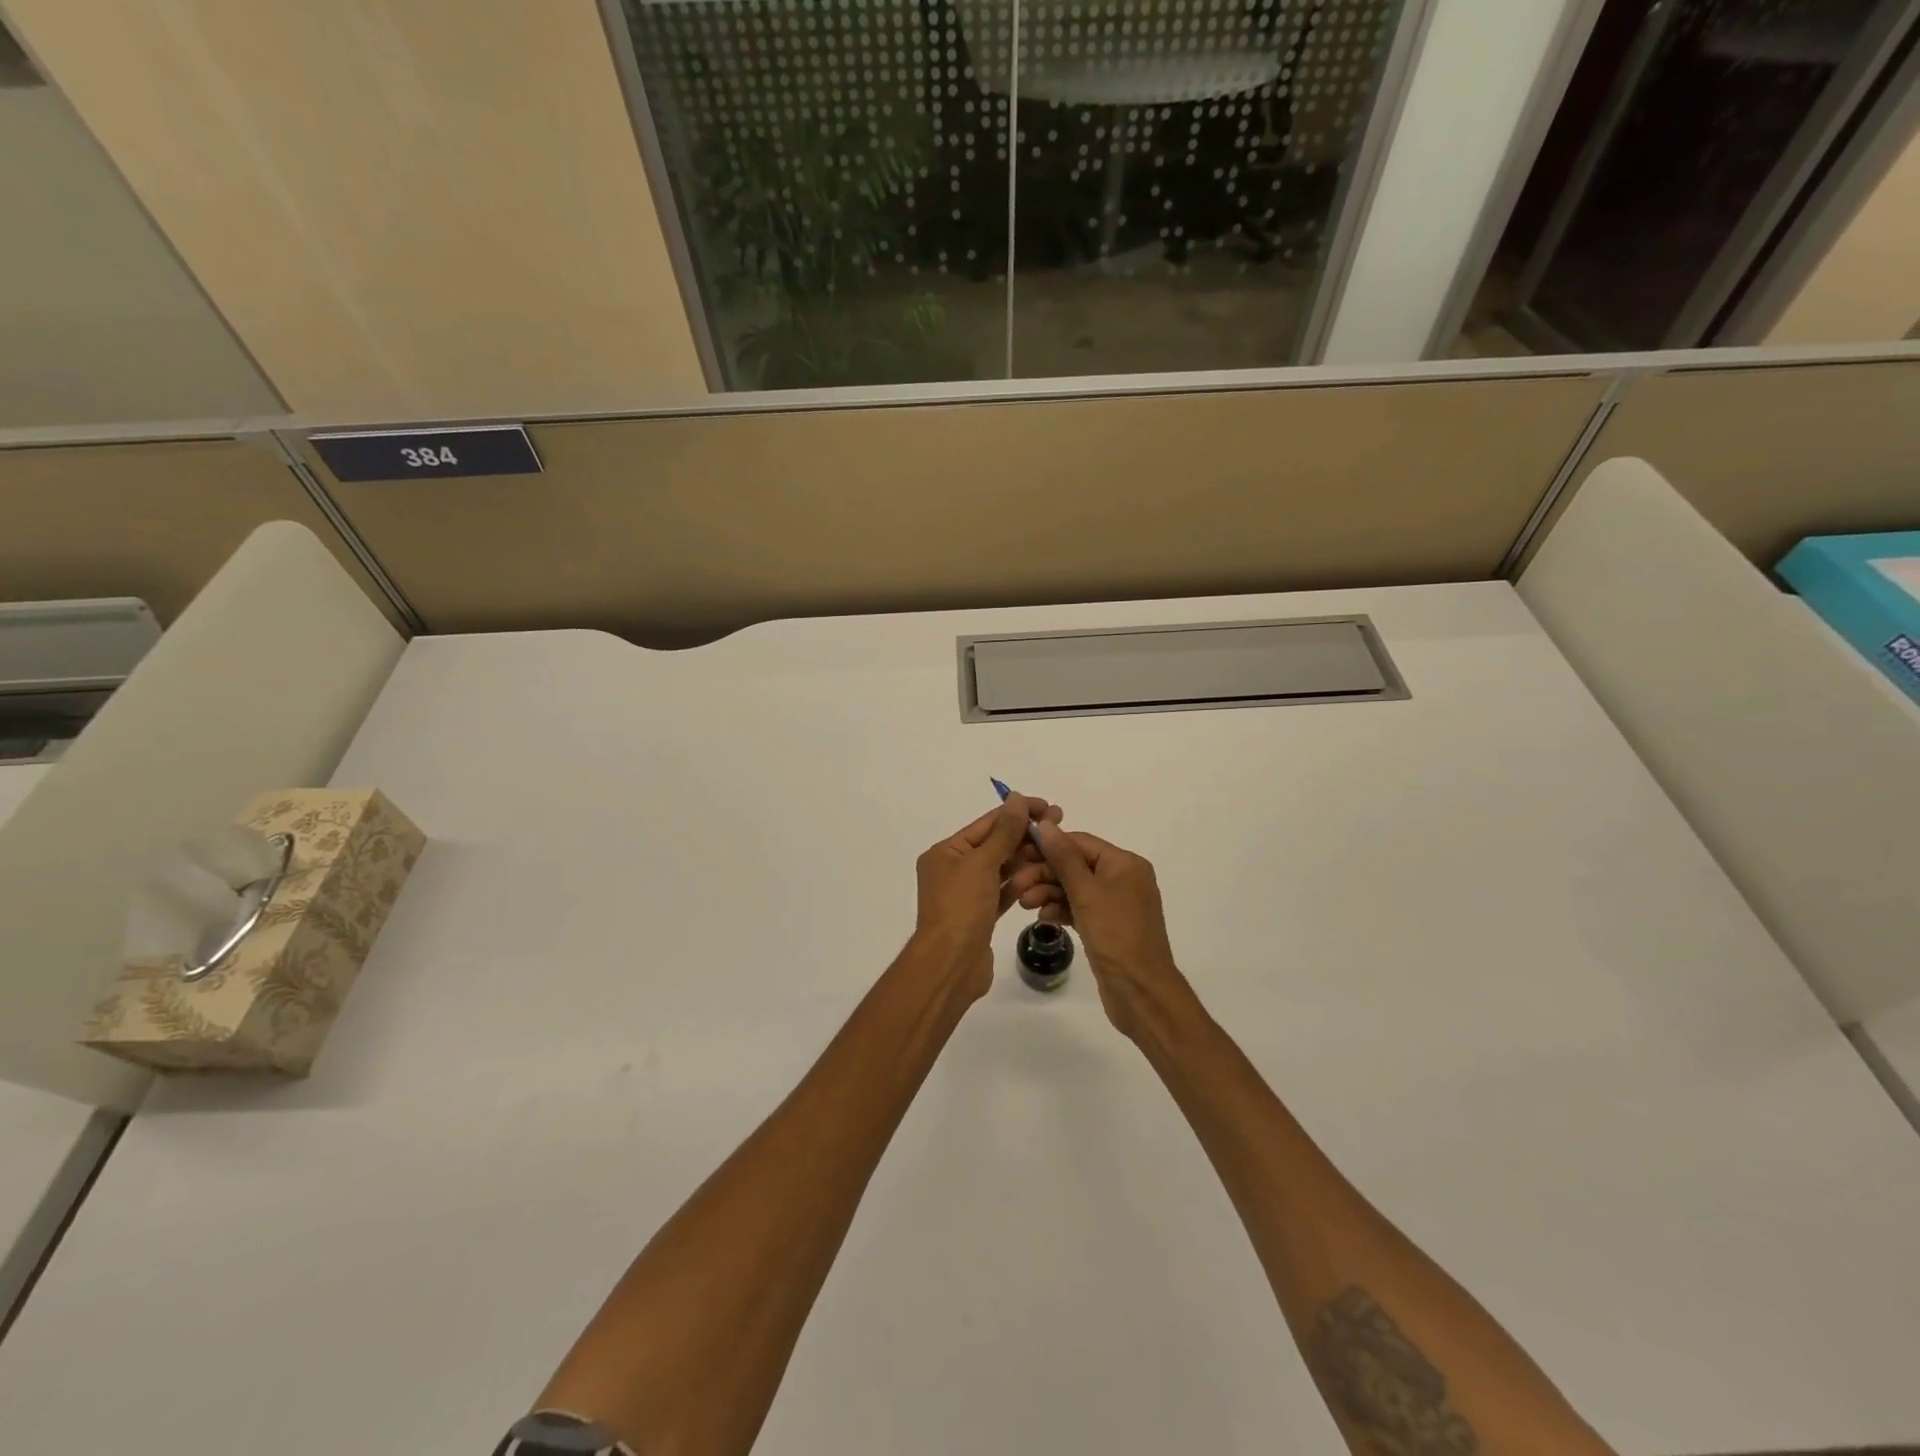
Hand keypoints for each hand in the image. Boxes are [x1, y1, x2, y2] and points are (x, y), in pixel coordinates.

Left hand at [910, 795, 1060, 1000]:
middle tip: (1060, 826)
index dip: (1017, 813)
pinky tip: (1043, 876)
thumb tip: (1017, 798)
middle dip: (1024, 836)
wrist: (951, 965)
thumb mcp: (982, 863)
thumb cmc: (961, 908)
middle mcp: (953, 869)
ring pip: (1001, 869)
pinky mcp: (980, 916)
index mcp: (945, 852)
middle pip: (995, 845)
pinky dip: (1020, 884)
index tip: (1047, 806)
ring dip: (1026, 860)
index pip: (987, 824)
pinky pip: (1003, 892)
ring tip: (1056, 851)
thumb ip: (1004, 831)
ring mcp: (967, 894)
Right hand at [1016, 824, 1187, 1040]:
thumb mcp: (1086, 892)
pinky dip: (1060, 910)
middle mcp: (1123, 879)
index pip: (1080, 842)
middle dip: (1045, 873)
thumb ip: (1063, 857)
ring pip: (1075, 888)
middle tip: (1016, 885)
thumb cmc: (1115, 935)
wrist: (1141, 991)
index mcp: (1125, 864)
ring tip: (1024, 904)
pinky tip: (1042, 918)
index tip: (1018, 852)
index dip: (1048, 846)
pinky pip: (1079, 908)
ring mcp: (1116, 904)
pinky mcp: (1108, 927)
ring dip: (1048, 892)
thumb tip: (1046, 823)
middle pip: (1076, 865)